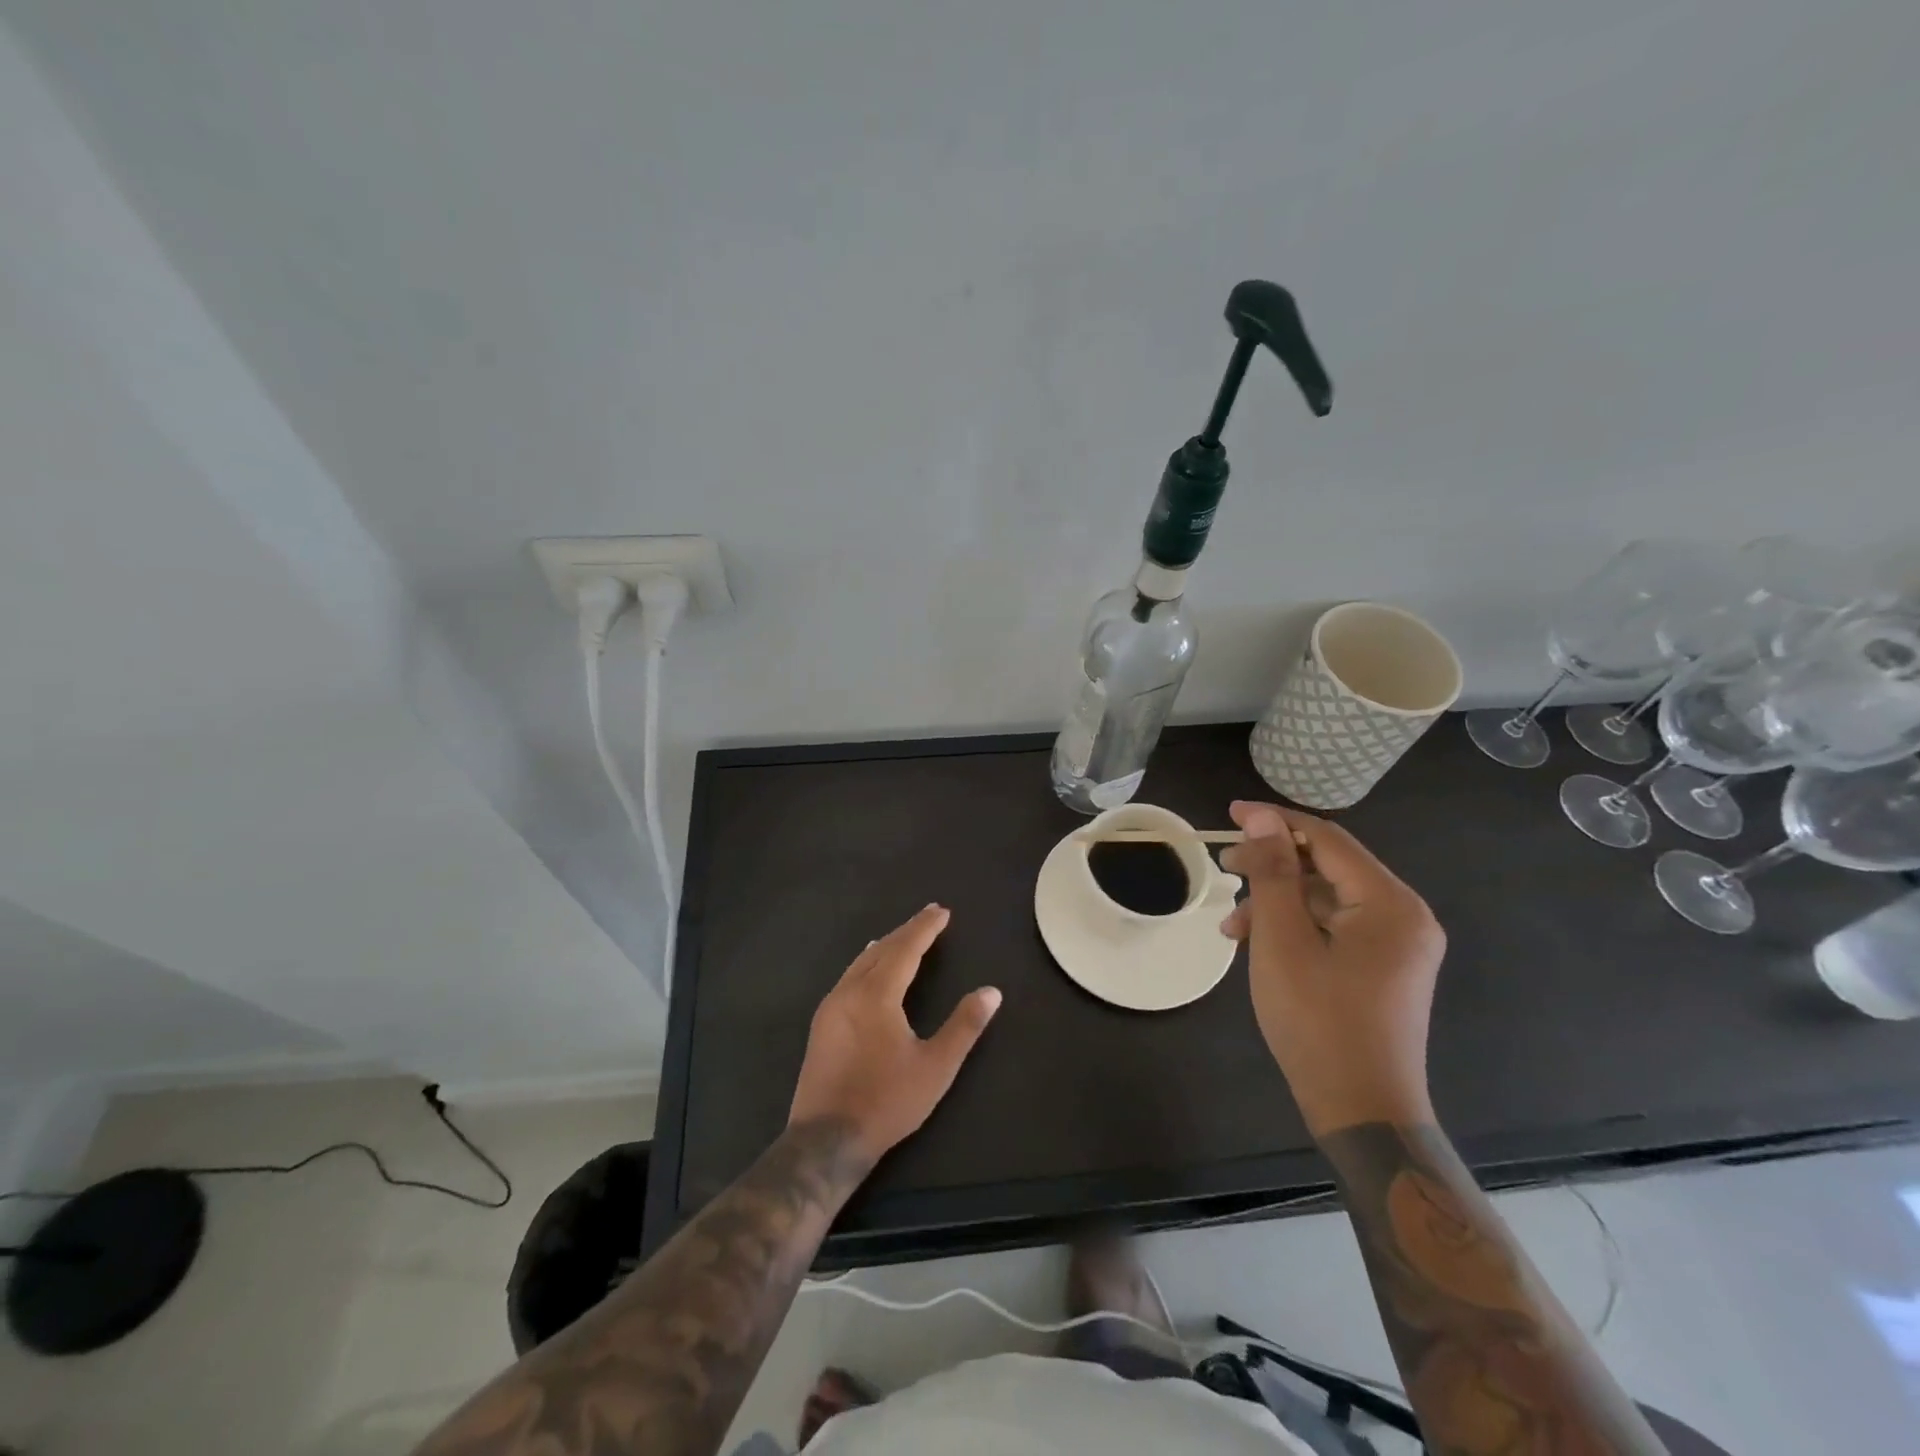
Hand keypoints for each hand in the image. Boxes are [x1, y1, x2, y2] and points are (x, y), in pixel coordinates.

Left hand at [788, 904, 1001, 1165]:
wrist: (826, 1140)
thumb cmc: (887, 1101)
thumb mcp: (935, 1067)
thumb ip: (964, 1026)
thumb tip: (991, 991)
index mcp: (877, 995)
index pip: (906, 948)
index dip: (925, 928)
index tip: (942, 911)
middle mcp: (850, 991)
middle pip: (882, 950)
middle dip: (907, 930)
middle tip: (929, 915)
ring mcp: (831, 1007)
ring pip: (861, 962)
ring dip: (886, 945)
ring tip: (903, 936)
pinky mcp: (821, 1024)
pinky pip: (848, 977)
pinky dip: (866, 963)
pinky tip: (868, 968)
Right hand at [1219, 801, 1444, 1137]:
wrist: (1362, 1112)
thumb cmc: (1318, 1021)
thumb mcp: (1282, 940)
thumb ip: (1273, 872)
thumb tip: (1262, 818)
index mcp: (1390, 903)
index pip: (1328, 839)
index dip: (1275, 821)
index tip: (1229, 814)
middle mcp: (1404, 916)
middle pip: (1328, 867)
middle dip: (1272, 865)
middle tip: (1224, 868)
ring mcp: (1397, 945)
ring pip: (1327, 899)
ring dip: (1277, 901)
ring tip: (1231, 923)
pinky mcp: (1384, 968)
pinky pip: (1335, 927)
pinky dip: (1295, 927)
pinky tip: (1256, 943)